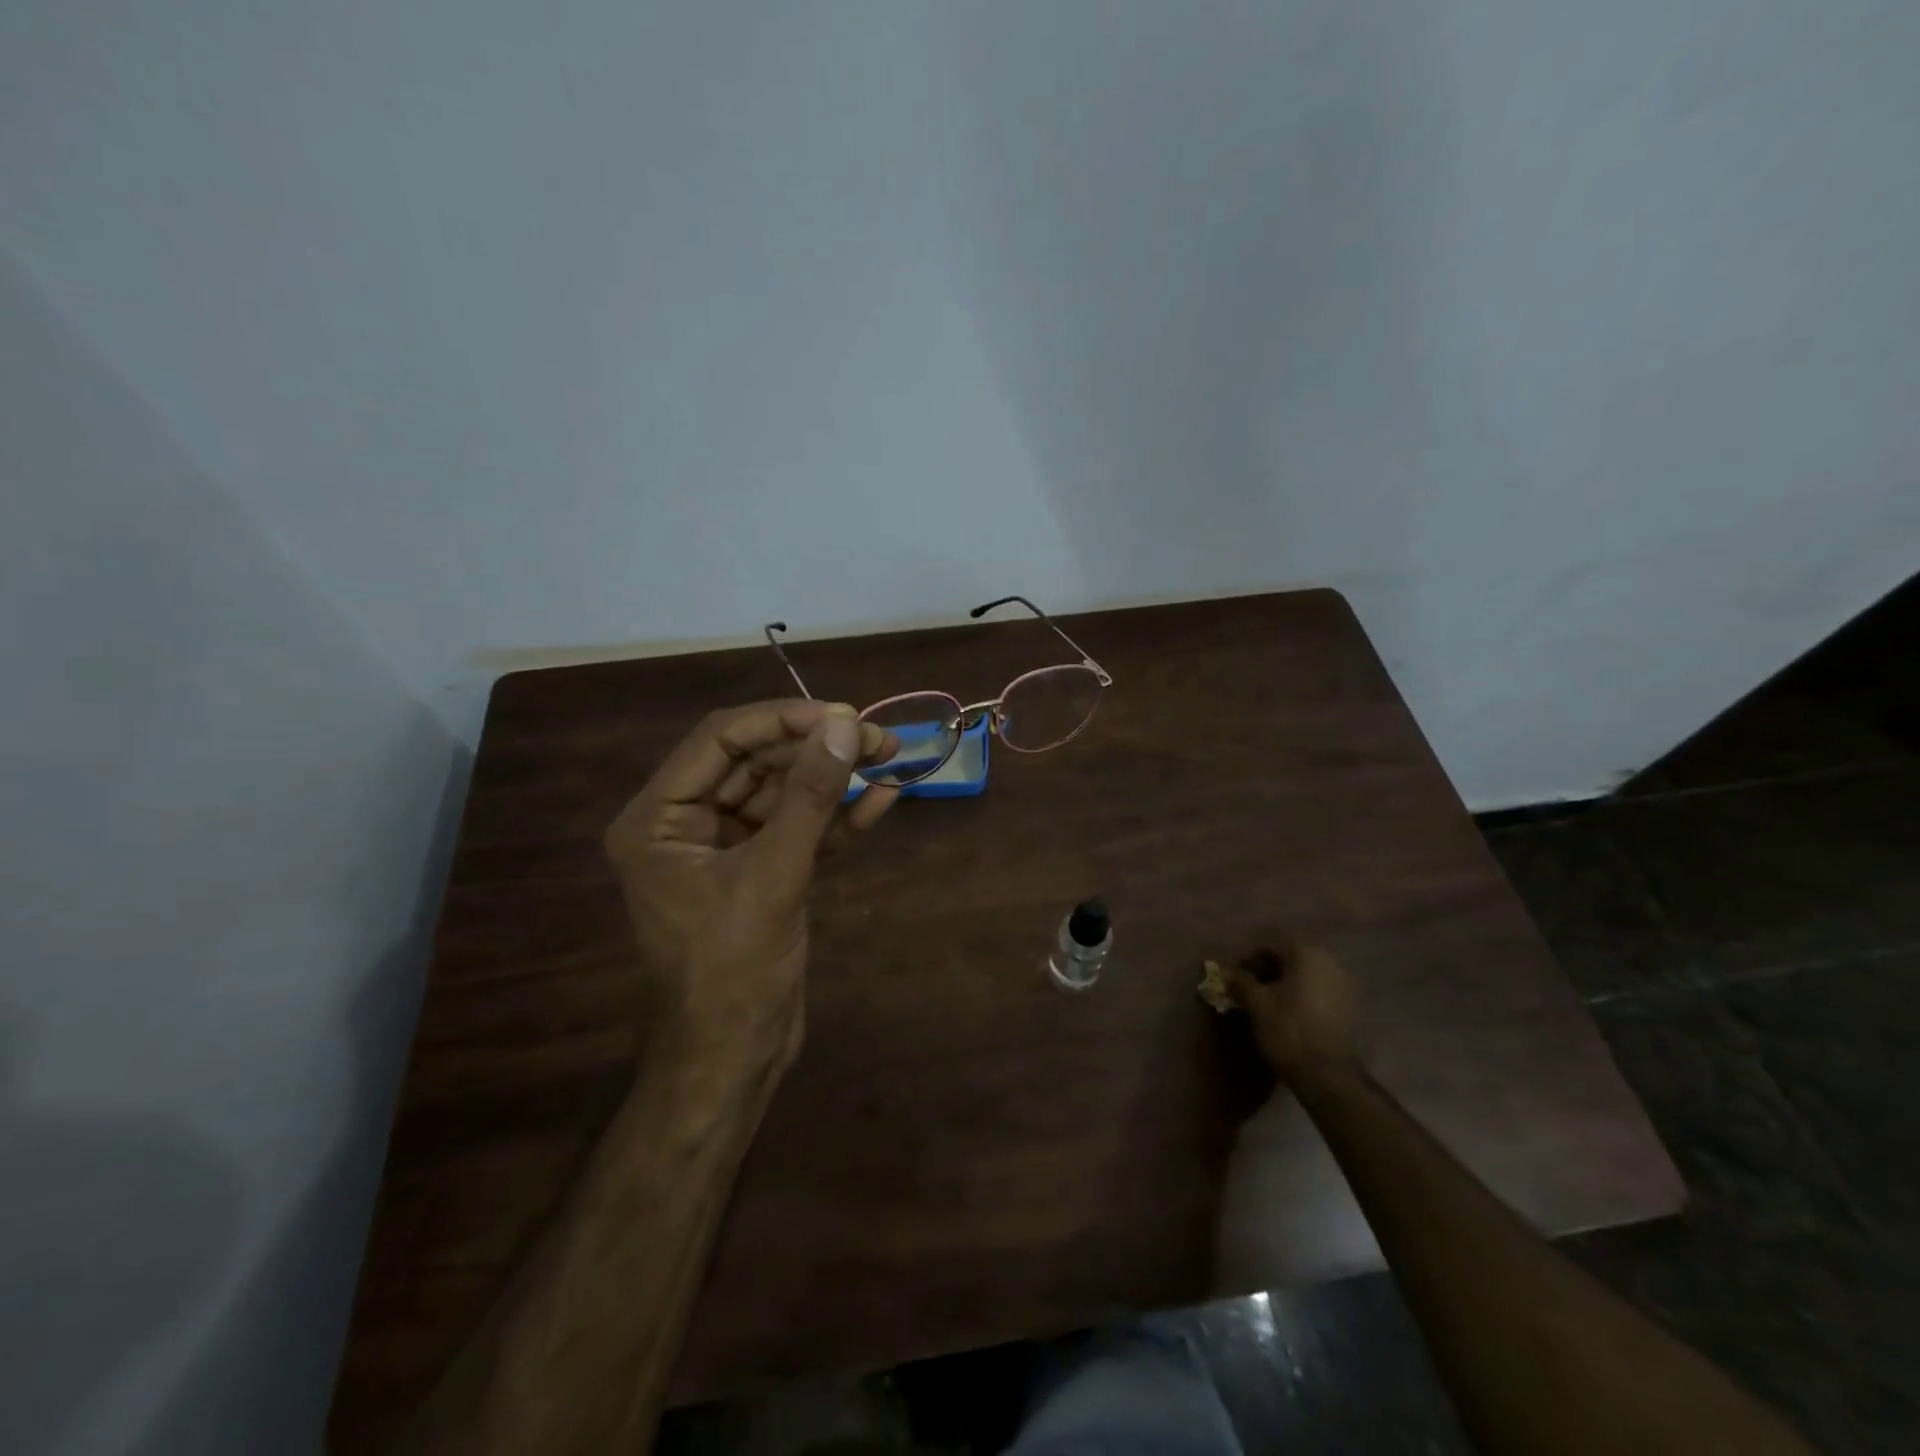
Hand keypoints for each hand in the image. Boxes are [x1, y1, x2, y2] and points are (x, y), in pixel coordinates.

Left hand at [603, 700, 899, 1077]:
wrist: (734, 1059)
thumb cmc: (732, 970)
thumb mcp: (773, 876)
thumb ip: (809, 797)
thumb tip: (846, 726)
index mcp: (659, 819)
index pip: (720, 741)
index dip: (781, 720)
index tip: (842, 714)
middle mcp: (686, 824)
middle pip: (755, 763)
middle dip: (816, 748)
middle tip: (877, 737)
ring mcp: (728, 849)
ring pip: (783, 794)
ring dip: (834, 778)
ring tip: (890, 756)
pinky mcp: (763, 872)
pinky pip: (800, 830)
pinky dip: (838, 817)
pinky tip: (883, 798)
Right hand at [1227, 940, 1363, 1087]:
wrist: (1329, 1076)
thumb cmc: (1288, 1030)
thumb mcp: (1256, 1004)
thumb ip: (1240, 982)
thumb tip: (1226, 971)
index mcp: (1306, 953)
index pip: (1270, 946)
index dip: (1248, 960)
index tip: (1235, 979)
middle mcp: (1331, 961)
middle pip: (1291, 958)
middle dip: (1269, 971)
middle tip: (1250, 990)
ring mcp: (1347, 984)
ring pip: (1307, 975)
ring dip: (1286, 984)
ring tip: (1269, 1004)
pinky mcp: (1353, 1007)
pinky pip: (1321, 991)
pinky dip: (1304, 997)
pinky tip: (1292, 1015)